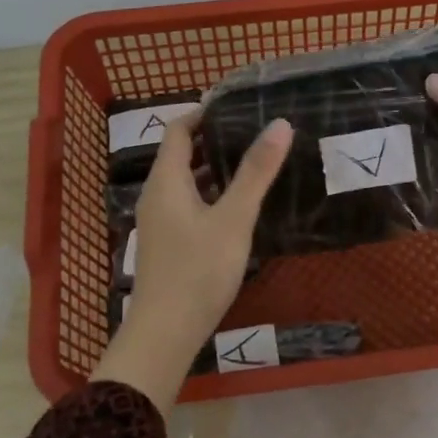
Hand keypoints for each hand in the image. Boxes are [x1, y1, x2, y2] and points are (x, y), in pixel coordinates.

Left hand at [90, 110, 292, 408]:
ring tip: (252, 162)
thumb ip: (256, 172)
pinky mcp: (168, 244)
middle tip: (253, 131)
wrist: (166, 333)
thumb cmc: (199, 270)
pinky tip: (237, 206)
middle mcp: (156, 195)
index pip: (179, 131)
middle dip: (213, 140)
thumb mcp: (233, 218)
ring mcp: (159, 222)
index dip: (203, 113)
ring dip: (213, 169)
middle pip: (181, 155)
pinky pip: (187, 204)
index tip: (237, 105)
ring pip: (185, 182)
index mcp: (166, 181)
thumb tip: (280, 124)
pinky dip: (210, 194)